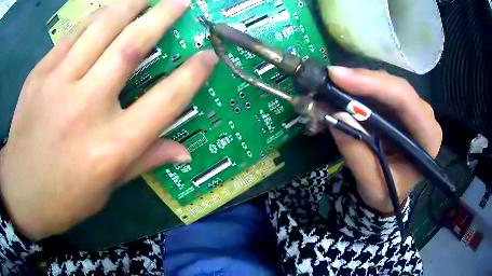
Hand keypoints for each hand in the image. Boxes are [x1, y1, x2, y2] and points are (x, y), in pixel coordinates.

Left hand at [0, 0, 217, 240]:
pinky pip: (73, 35)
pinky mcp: (39, 74)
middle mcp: (87, 108)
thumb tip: (184, 151)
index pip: (165, 101)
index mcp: (110, 148)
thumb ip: (144, 161)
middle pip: (132, 47)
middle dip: (162, 17)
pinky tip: (106, 11)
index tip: (208, 55)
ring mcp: (58, 85)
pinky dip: (94, 18)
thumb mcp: (106, 190)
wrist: (20, 190)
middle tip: (181, 1)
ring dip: (131, 5)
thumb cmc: (63, 199)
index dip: (192, 74)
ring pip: (102, 28)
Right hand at [327, 67, 441, 212]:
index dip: (374, 85)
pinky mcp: (399, 107)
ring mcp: (412, 109)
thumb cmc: (386, 191)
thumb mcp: (371, 184)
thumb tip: (337, 116)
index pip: (406, 101)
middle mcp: (424, 117)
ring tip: (330, 88)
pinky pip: (378, 89)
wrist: (389, 190)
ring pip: (385, 84)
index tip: (339, 78)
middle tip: (330, 78)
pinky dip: (358, 90)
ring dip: (357, 84)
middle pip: (395, 87)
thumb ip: (358, 155)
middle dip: (362, 81)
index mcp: (428, 138)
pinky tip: (340, 93)